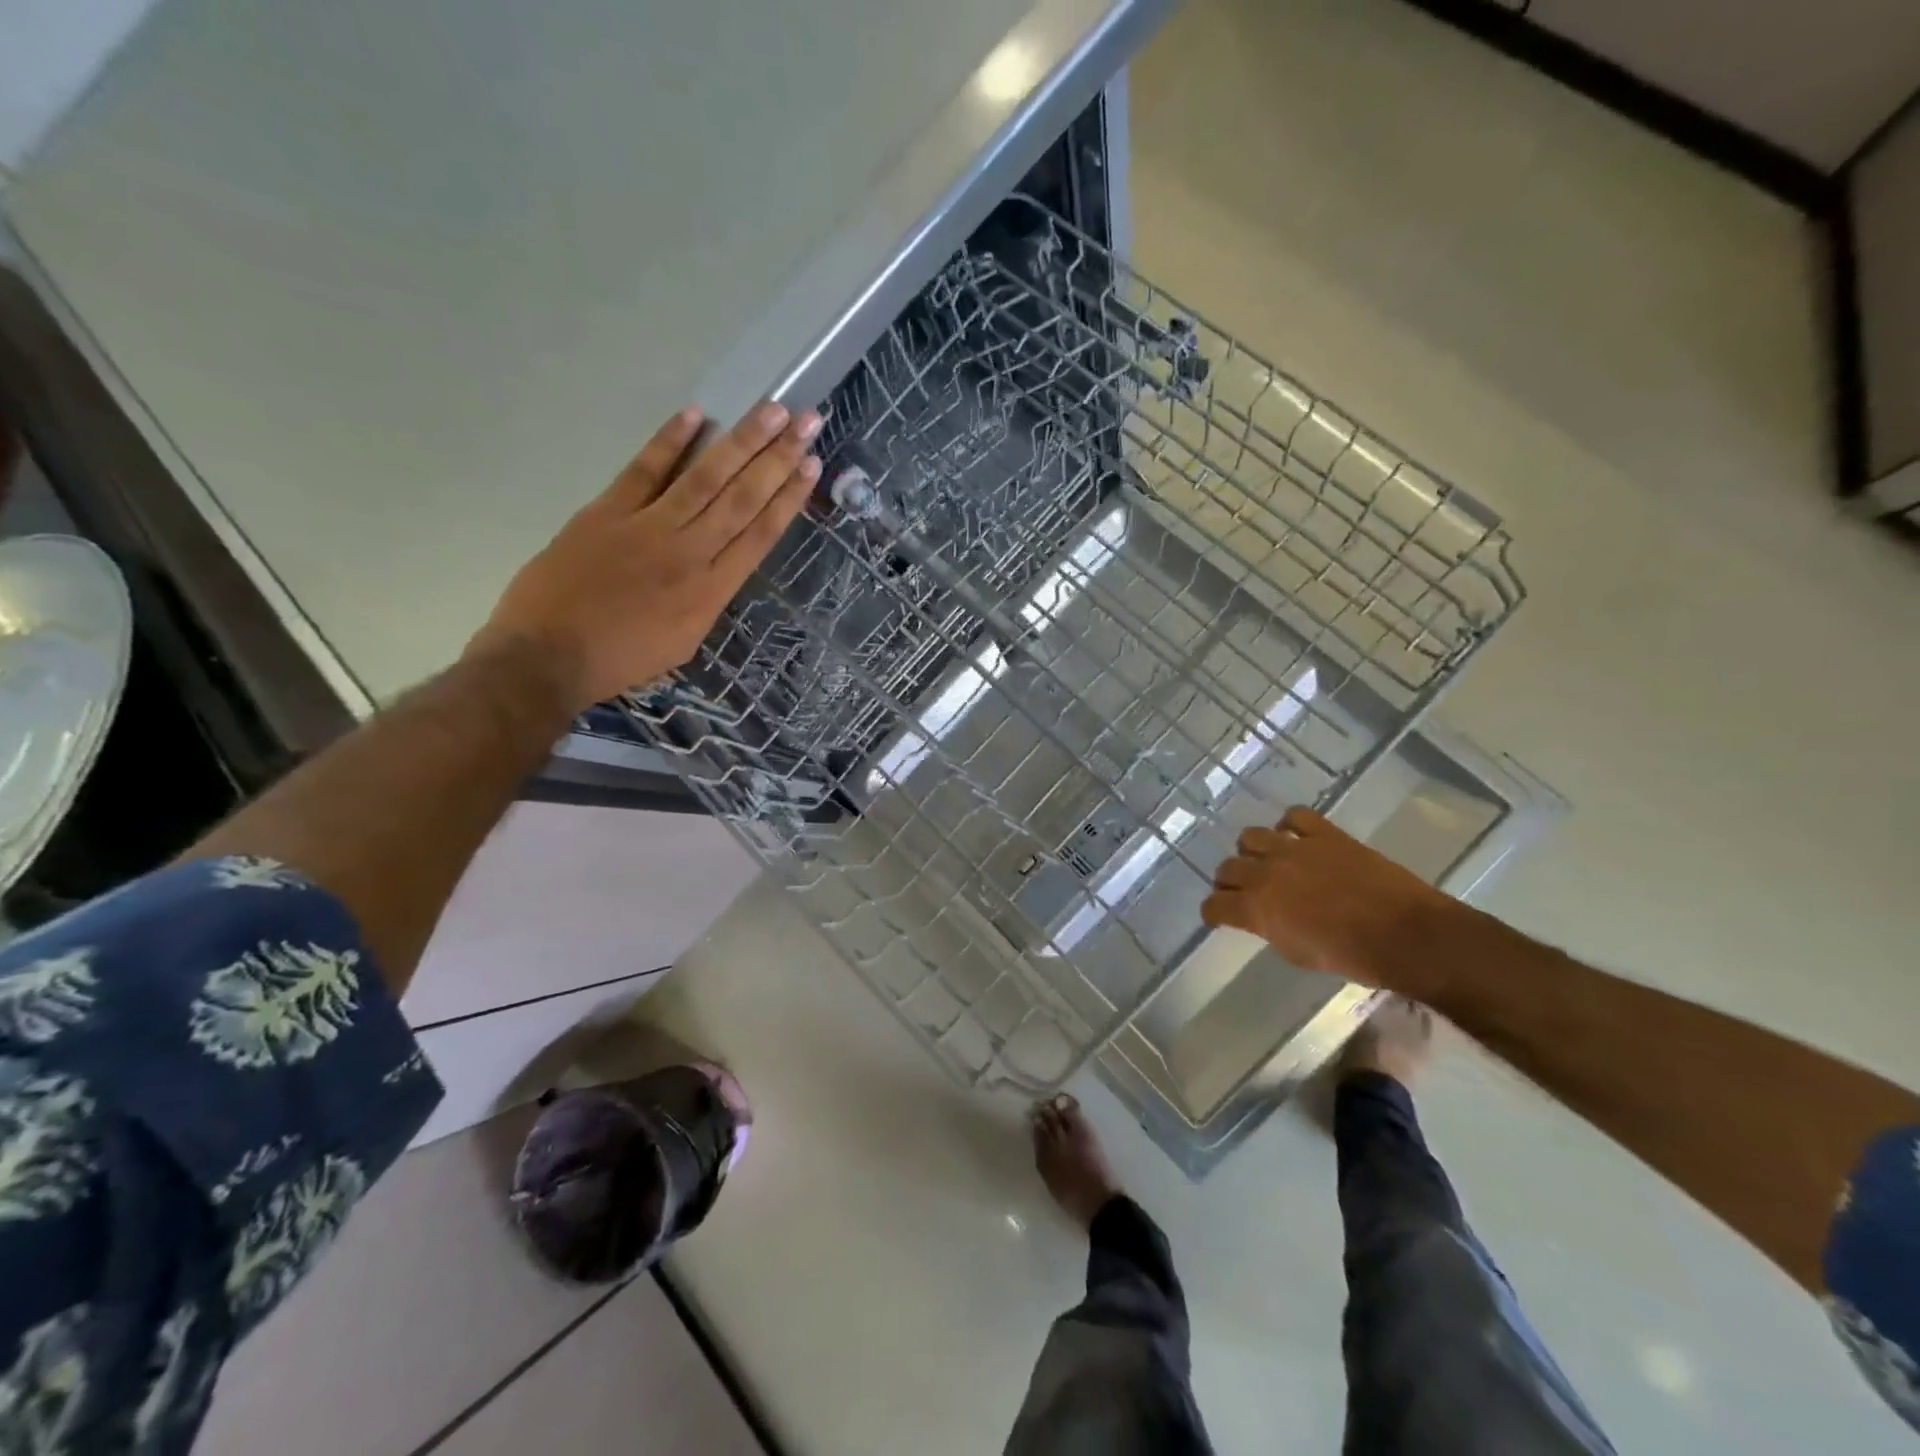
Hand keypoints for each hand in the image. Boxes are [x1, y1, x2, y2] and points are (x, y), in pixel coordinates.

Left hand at [472, 400, 821, 711]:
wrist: (548, 656)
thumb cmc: (622, 658)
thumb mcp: (684, 641)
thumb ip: (708, 598)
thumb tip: (720, 563)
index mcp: (712, 591)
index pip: (761, 534)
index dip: (789, 497)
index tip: (812, 466)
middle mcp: (690, 553)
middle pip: (743, 498)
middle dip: (779, 458)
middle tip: (807, 421)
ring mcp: (648, 528)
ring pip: (705, 478)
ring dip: (741, 441)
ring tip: (771, 410)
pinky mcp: (607, 511)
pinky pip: (645, 470)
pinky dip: (669, 441)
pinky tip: (696, 414)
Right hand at [1202, 807, 1461, 989]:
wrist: (1406, 935)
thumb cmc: (1352, 957)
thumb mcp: (1298, 954)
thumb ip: (1270, 929)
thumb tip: (1264, 917)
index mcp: (1256, 909)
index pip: (1214, 905)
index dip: (1214, 912)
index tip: (1220, 916)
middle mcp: (1265, 873)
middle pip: (1227, 868)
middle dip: (1230, 882)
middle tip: (1244, 891)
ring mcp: (1294, 848)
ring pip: (1251, 836)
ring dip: (1253, 851)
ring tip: (1268, 862)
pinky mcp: (1324, 834)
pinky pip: (1295, 817)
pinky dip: (1289, 826)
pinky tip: (1296, 839)